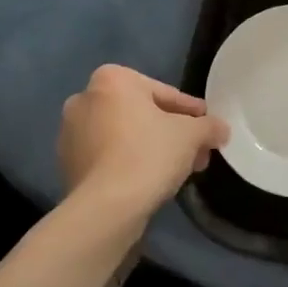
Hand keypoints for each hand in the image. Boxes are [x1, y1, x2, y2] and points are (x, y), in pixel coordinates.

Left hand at [58, 65, 228, 225]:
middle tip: (196, 150)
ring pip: (124, 135)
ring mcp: (71, 133)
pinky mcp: (67, 164)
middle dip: (170, 131)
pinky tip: (151, 180)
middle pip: (141, 113)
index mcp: (111, 79)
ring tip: (178, 169)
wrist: (106, 208)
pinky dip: (129, 162)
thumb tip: (221, 129)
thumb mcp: (191, 135)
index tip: (206, 124)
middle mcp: (84, 98)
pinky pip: (108, 156)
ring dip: (151, 147)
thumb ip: (208, 126)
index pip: (163, 92)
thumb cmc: (148, 155)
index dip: (190, 110)